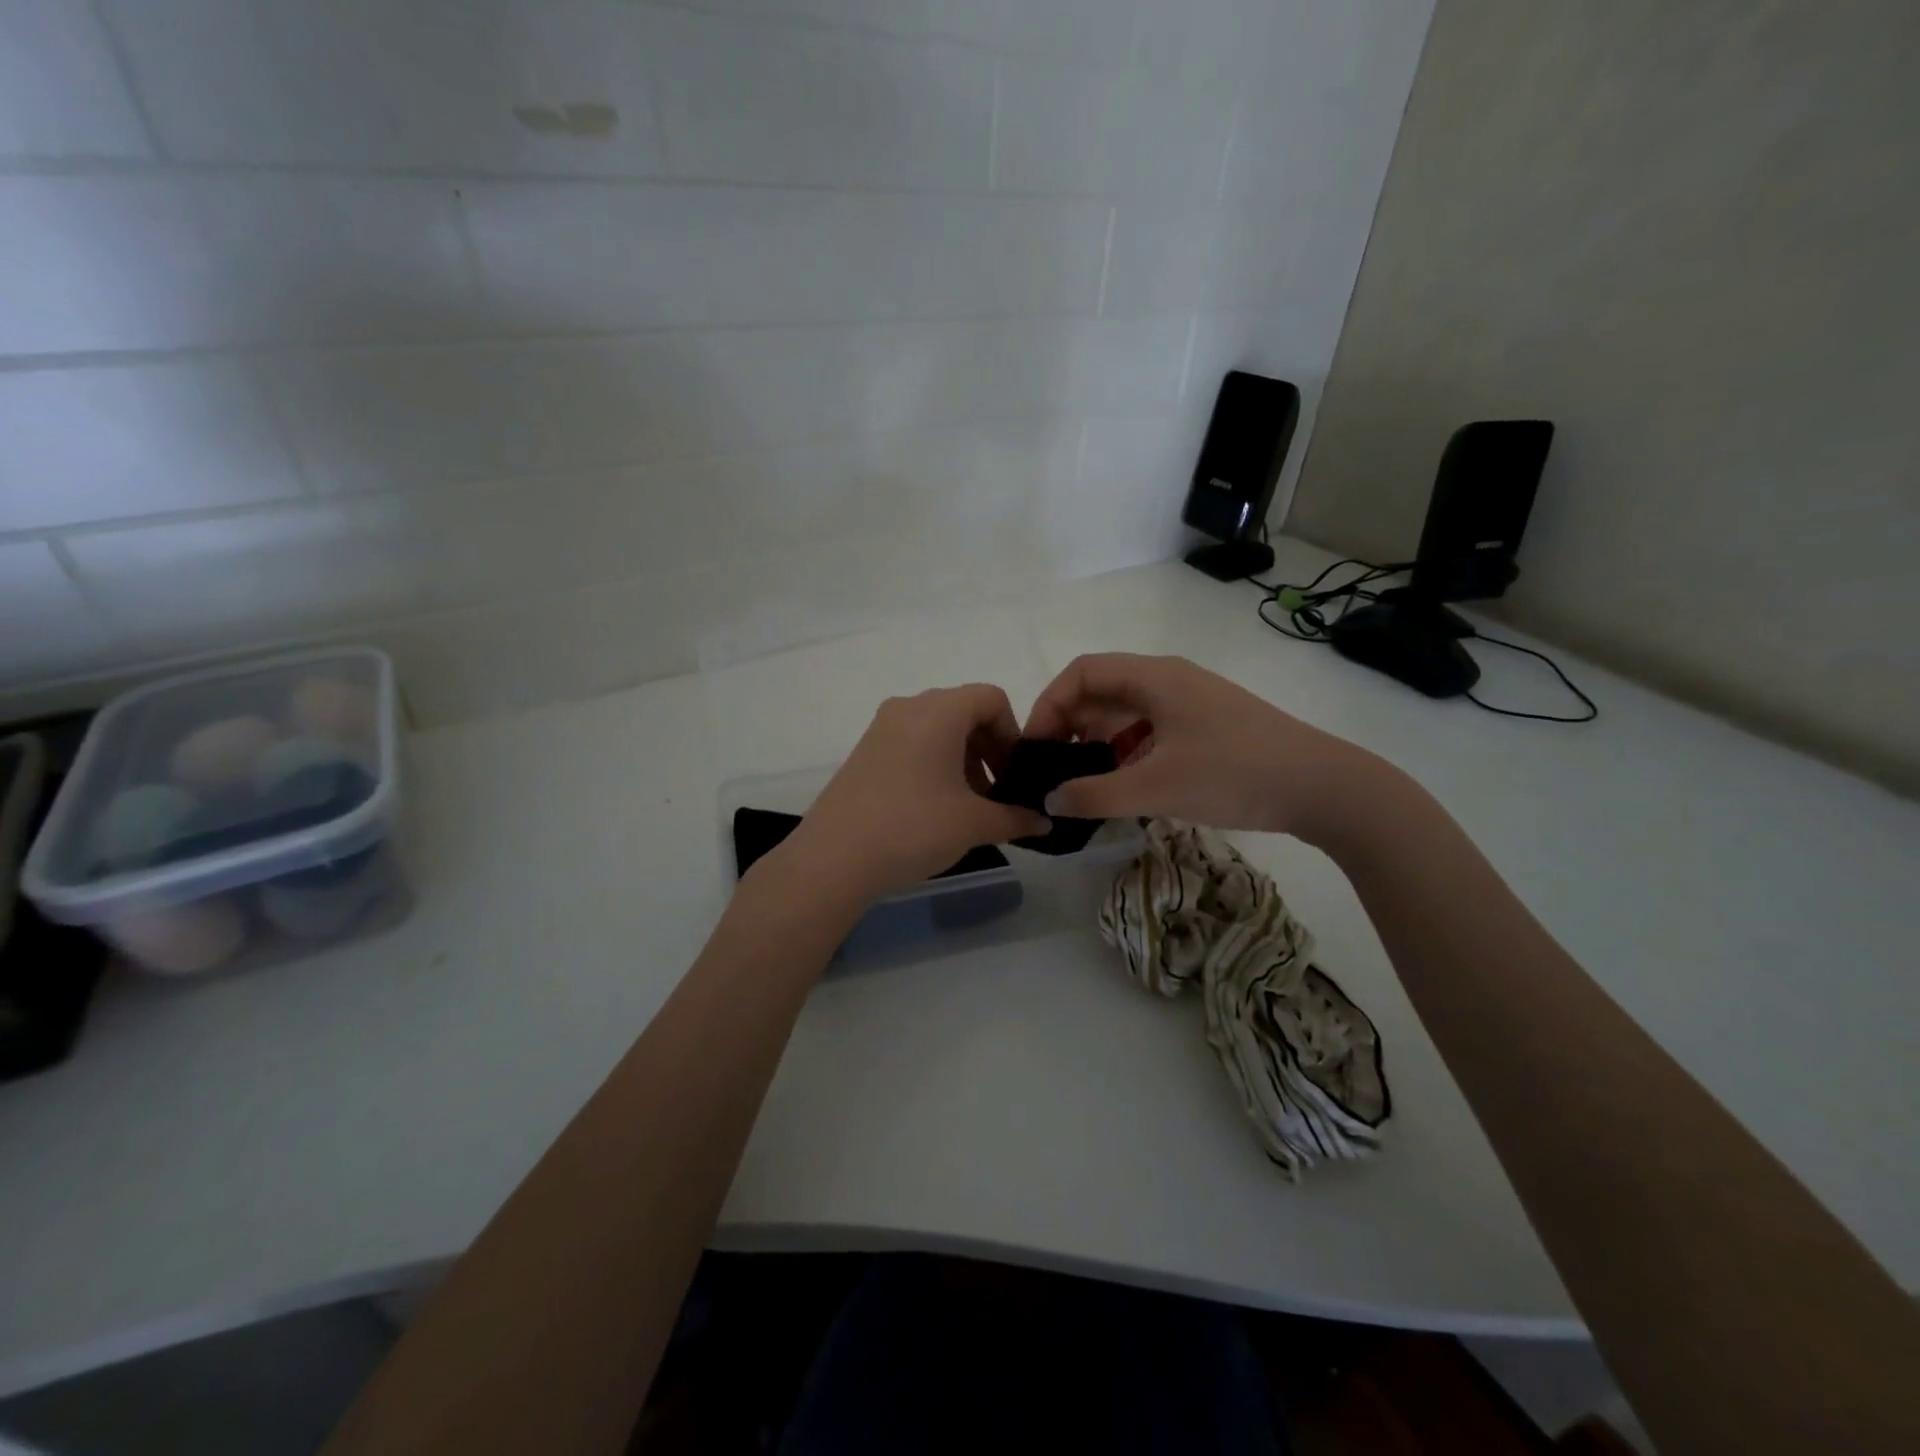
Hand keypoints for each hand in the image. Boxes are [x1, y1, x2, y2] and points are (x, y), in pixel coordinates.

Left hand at [772, 685, 1051, 901]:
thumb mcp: (974, 824)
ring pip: (937, 729)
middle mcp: (908, 707)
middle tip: (996, 794)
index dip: (1013, 733)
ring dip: (962, 760)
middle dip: (989, 749)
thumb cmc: (913, 827)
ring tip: (967, 807)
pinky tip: (934, 808)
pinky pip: (912, 744)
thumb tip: (1043, 822)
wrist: (833, 859)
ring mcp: (881, 729)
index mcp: (938, 711)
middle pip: (964, 711)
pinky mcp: (864, 752)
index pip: (991, 698)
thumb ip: (1015, 817)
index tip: (1014, 774)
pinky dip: (934, 765)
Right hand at [1022, 653, 1377, 843]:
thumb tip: (1049, 801)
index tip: (1036, 748)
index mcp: (1154, 677)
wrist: (1324, 787)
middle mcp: (1169, 680)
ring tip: (1083, 784)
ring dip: (1098, 744)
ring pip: (1127, 714)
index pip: (1082, 673)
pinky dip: (1127, 754)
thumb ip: (1094, 795)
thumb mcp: (1156, 788)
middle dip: (1071, 728)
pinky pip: (1151, 731)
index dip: (1050, 705)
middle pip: (1102, 692)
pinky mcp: (1207, 728)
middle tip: (1053, 771)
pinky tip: (1124, 787)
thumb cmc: (1233, 774)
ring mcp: (1191, 704)